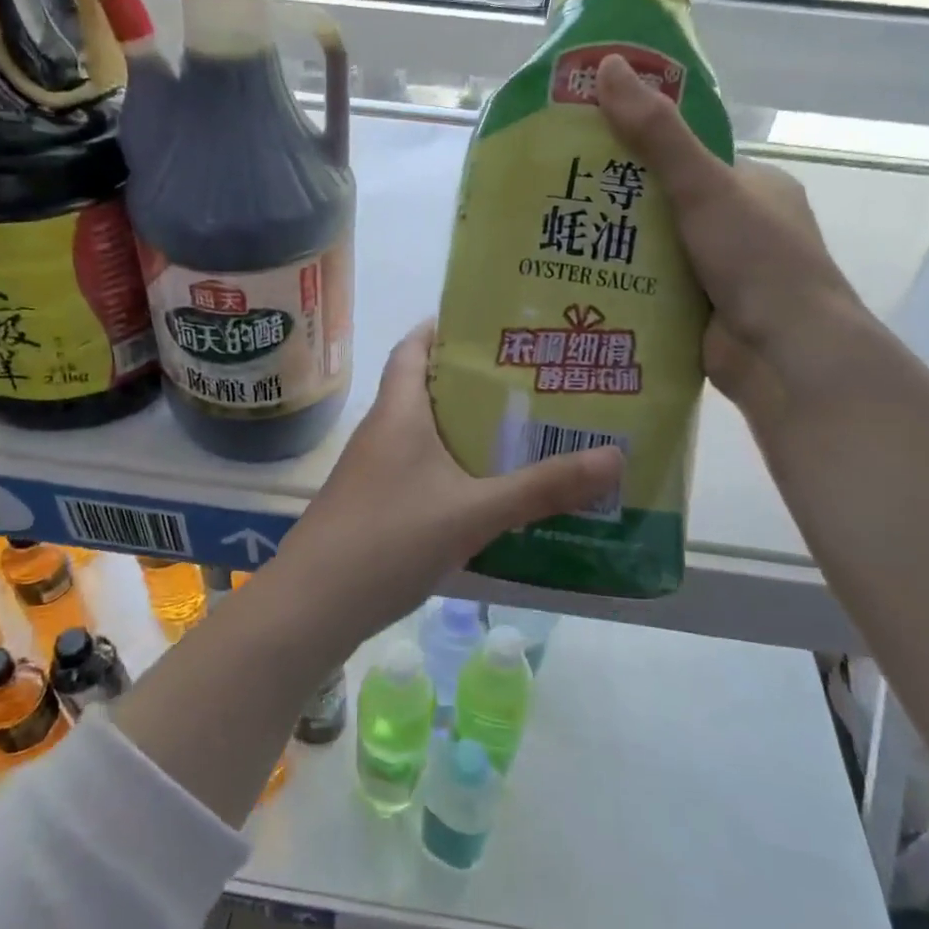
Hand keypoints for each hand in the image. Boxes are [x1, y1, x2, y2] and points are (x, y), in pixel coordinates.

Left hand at [274, 321, 621, 638]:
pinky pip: (420, 472)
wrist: (313, 606)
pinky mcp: (374, 507)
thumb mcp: (474, 512)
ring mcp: (373, 472)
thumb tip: (615, 457)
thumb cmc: (389, 539)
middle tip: (530, 380)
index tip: (490, 322)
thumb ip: (542, 488)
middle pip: (426, 389)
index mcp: (398, 412)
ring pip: (425, 434)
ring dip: (465, 430)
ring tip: (522, 431)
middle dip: (473, 382)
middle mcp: (382, 432)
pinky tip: (486, 493)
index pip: (413, 348)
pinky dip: (452, 471)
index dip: (444, 327)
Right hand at [594, 53, 880, 422]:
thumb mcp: (704, 186)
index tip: (588, 149)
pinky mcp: (702, 311)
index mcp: (753, 186)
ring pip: (656, 250)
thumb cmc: (755, 258)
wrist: (785, 353)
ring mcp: (721, 272)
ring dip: (616, 249)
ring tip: (555, 240)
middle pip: (666, 205)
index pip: (687, 158)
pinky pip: (654, 288)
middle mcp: (739, 226)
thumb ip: (656, 133)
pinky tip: (580, 281)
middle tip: (560, 199)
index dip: (639, 150)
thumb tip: (608, 67)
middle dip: (618, 205)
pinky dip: (624, 286)